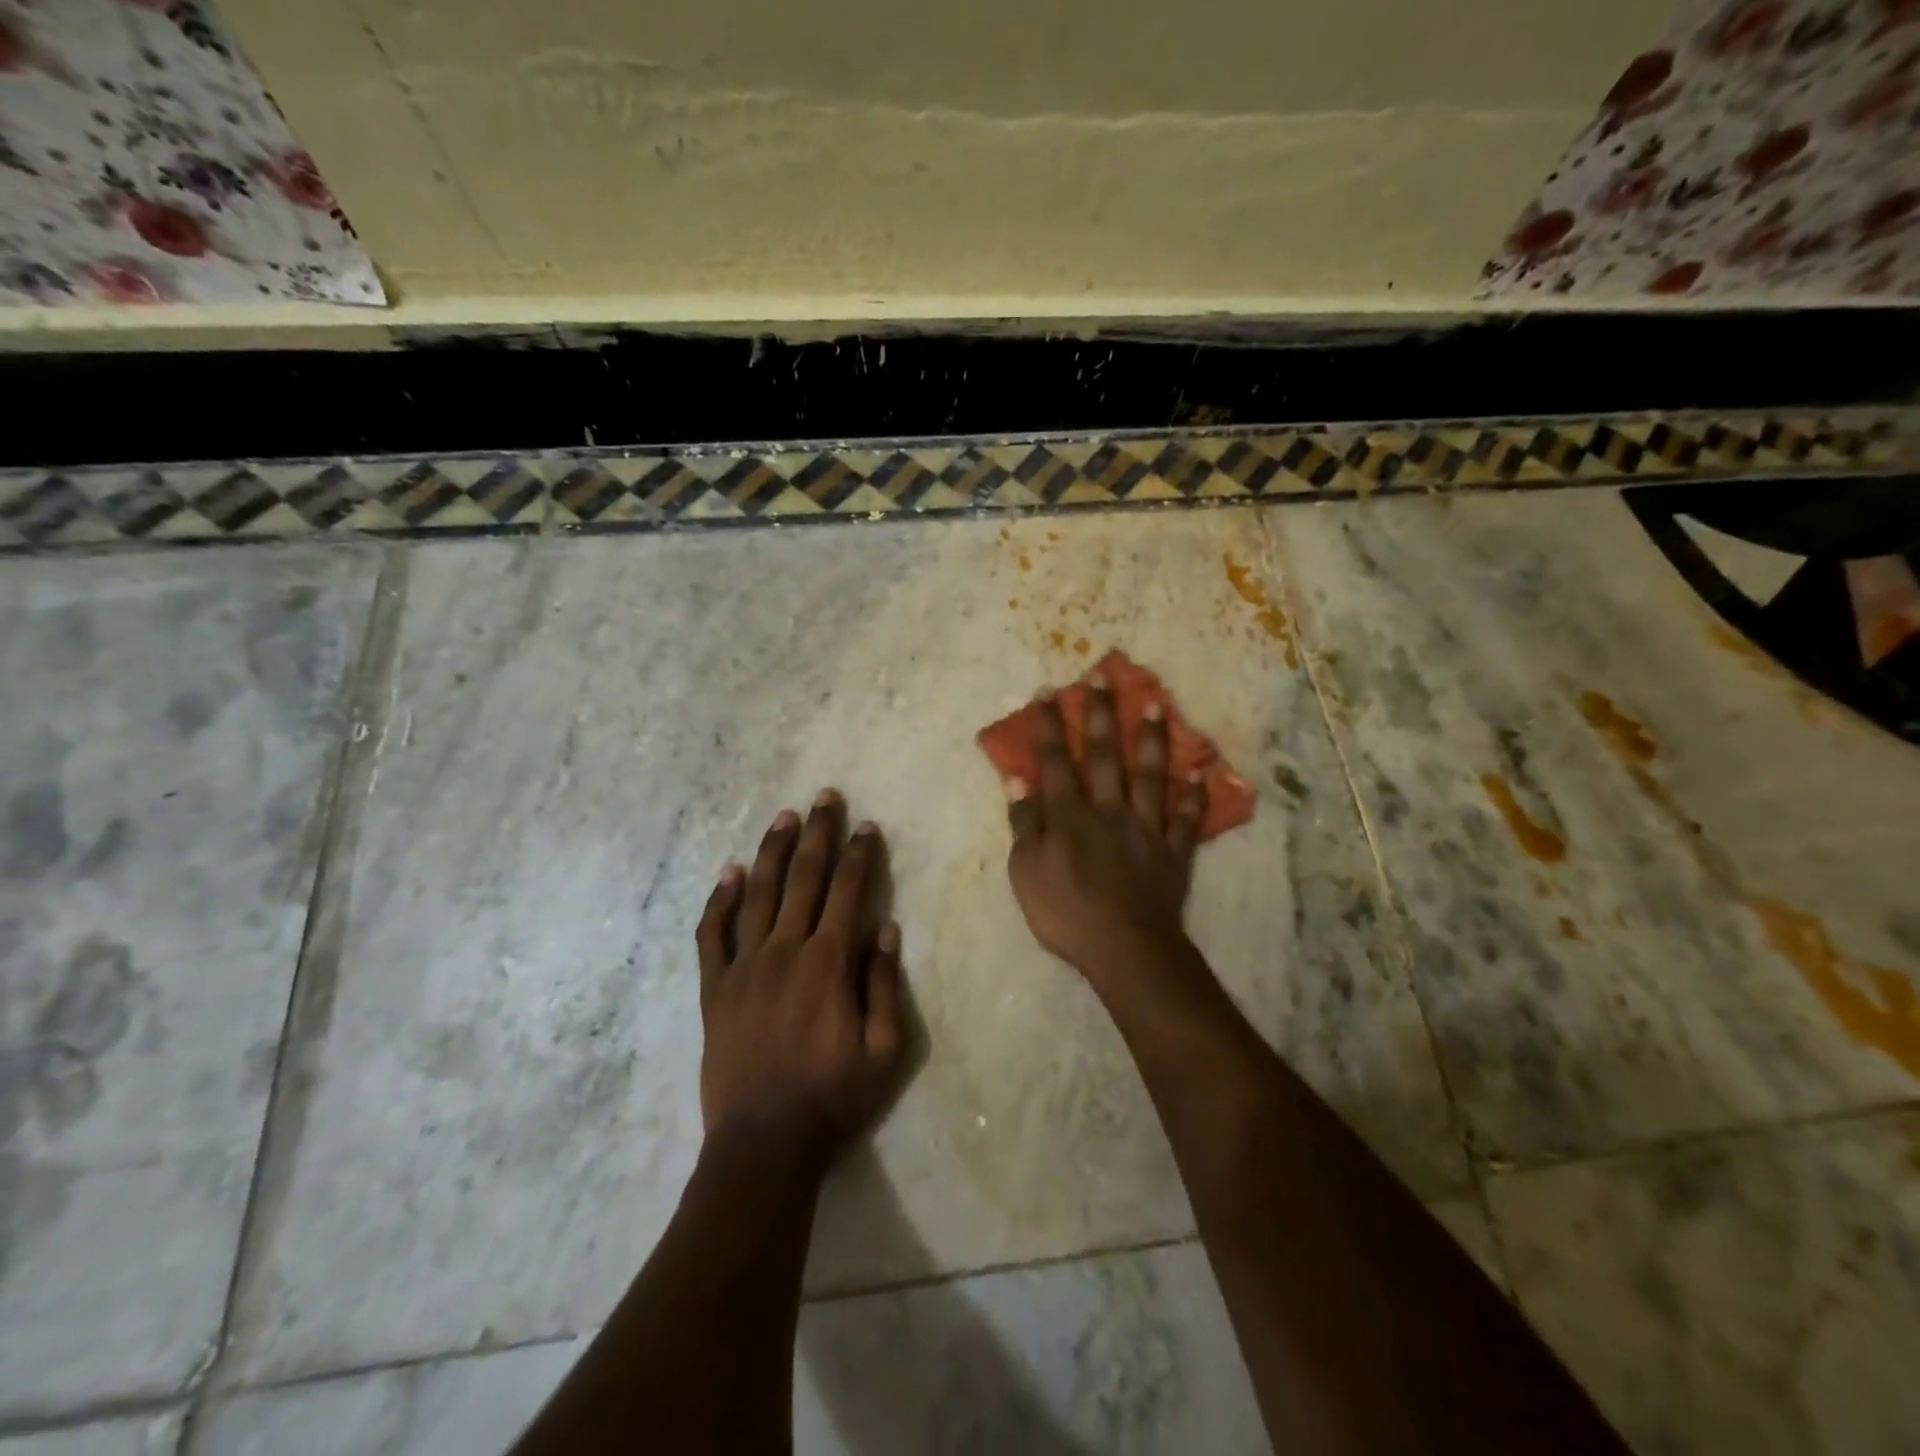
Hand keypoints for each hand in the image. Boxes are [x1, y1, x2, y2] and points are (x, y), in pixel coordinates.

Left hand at [695, 791, 905, 1165]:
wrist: (763, 1144)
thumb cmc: (832, 1098)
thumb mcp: (883, 1050)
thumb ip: (882, 984)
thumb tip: (886, 928)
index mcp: (827, 963)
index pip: (848, 893)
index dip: (860, 856)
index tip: (867, 826)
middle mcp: (784, 951)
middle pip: (804, 879)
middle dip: (818, 834)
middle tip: (825, 797)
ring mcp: (744, 967)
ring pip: (758, 895)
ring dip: (772, 852)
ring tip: (783, 817)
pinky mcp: (714, 989)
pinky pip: (712, 935)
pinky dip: (718, 901)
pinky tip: (727, 873)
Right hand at [1005, 675, 1207, 986]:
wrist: (1123, 947)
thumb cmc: (1065, 912)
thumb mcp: (1025, 871)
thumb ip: (1024, 824)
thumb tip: (1018, 781)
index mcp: (1069, 815)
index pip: (1056, 761)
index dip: (1050, 726)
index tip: (1049, 691)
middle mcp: (1108, 809)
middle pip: (1103, 755)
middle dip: (1100, 714)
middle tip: (1103, 677)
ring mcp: (1145, 827)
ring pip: (1149, 774)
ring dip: (1152, 739)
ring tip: (1157, 704)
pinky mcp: (1173, 850)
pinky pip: (1187, 818)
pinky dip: (1195, 795)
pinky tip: (1201, 770)